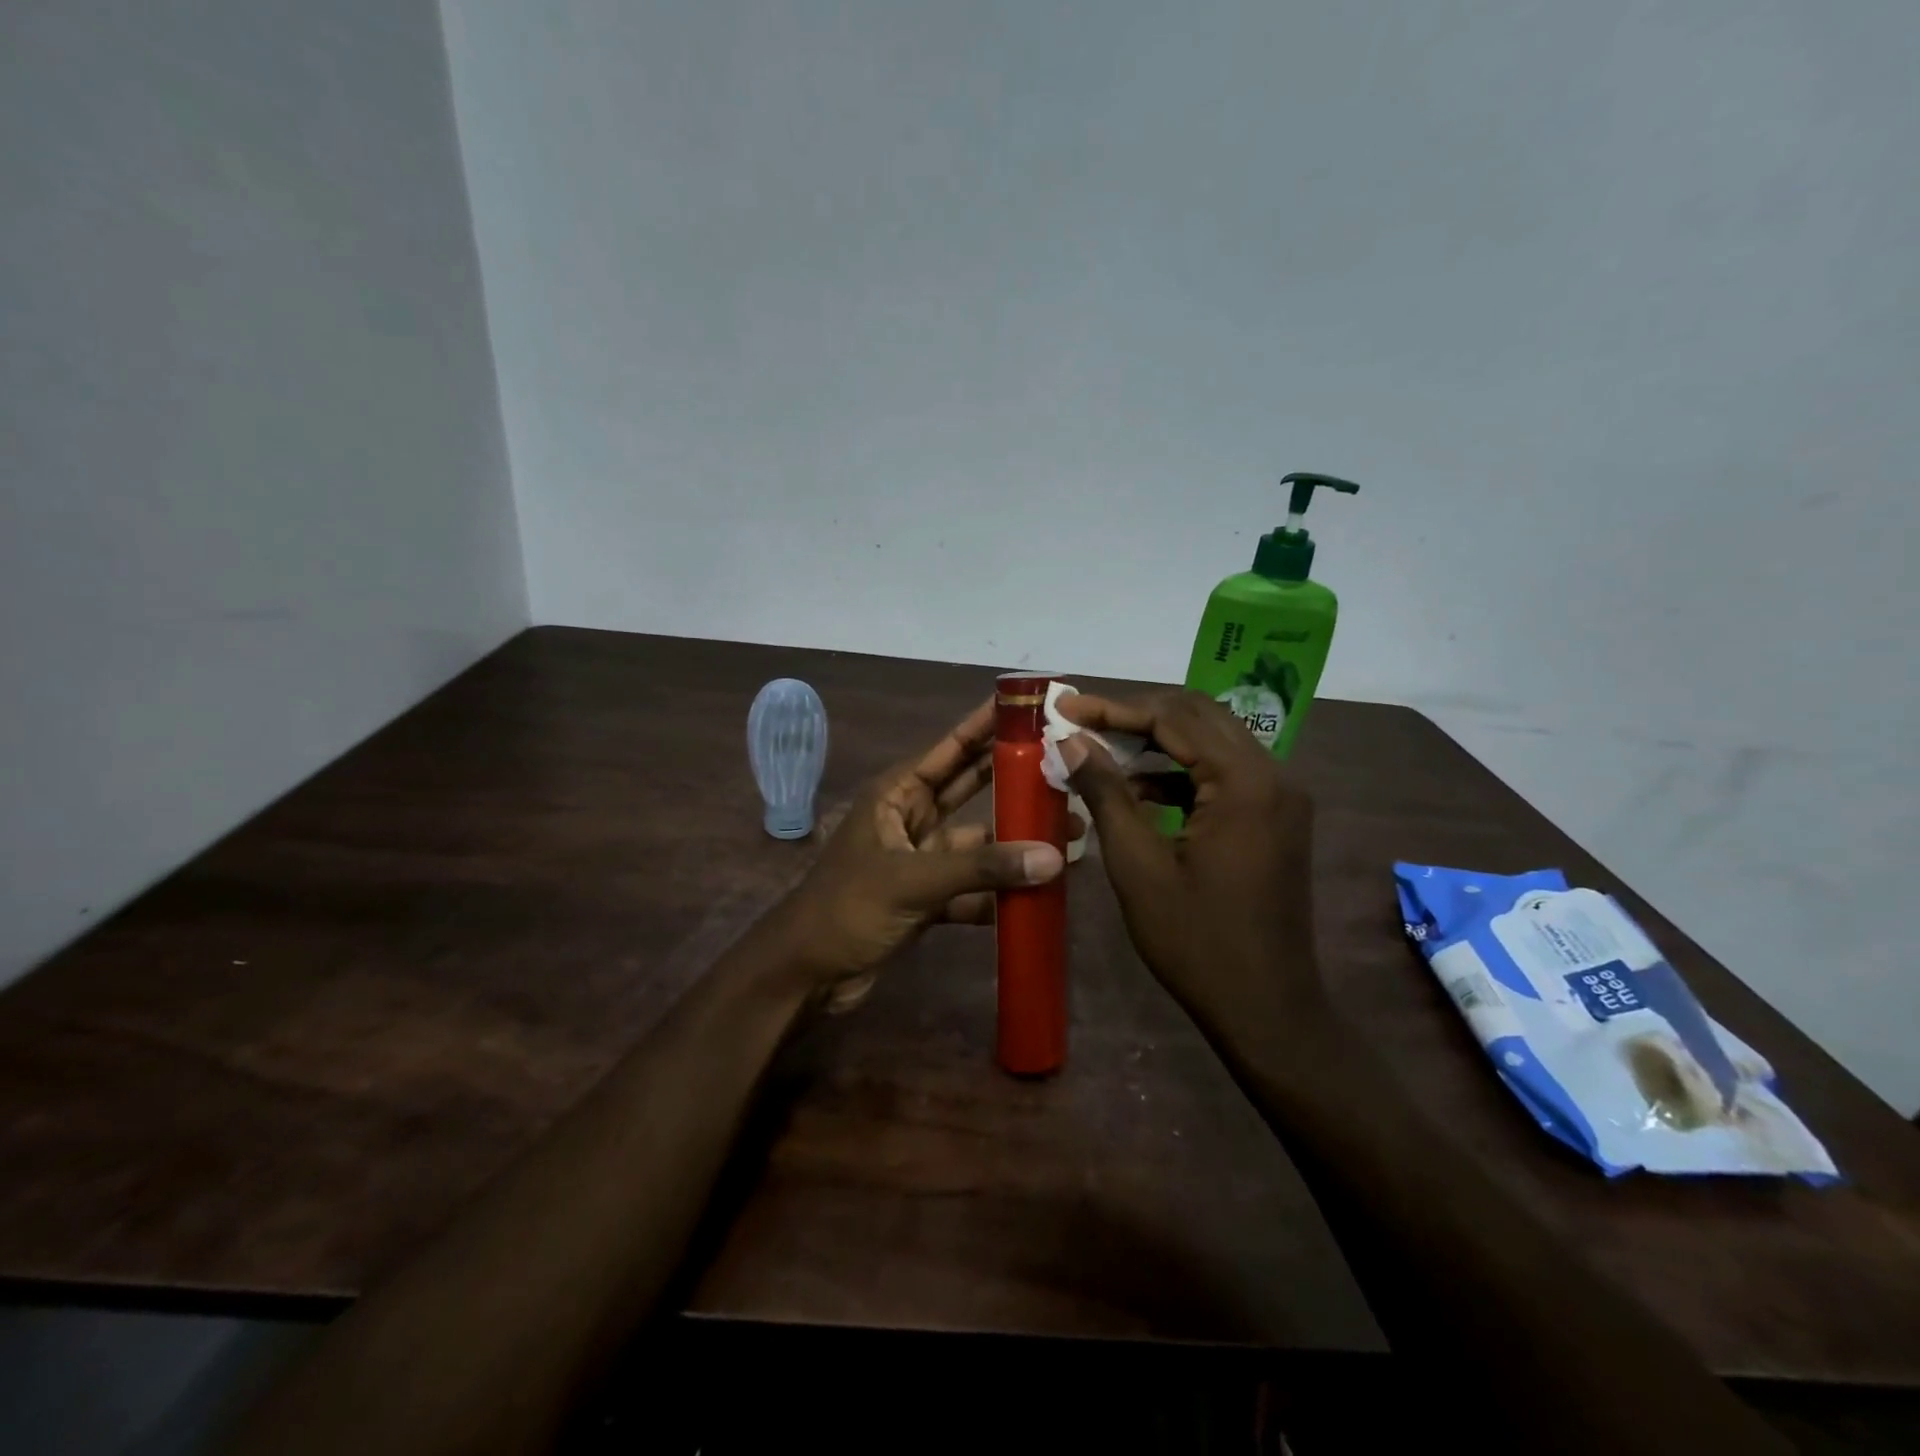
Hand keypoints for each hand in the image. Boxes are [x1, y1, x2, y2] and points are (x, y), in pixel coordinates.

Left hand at [777, 698, 1065, 1011]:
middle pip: (971, 787)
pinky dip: (1000, 892)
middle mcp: (911, 818)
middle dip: (1015, 779)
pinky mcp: (928, 898)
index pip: (952, 748)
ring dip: (1015, 842)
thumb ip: (982, 869)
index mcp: (897, 794)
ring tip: (1070, 837)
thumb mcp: (913, 881)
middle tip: (1066, 768)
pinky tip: (1039, 895)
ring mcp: (921, 859)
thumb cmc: (848, 908)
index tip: (1031, 707)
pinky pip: (973, 886)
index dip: (989, 725)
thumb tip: (1054, 857)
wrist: (806, 974)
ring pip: (978, 842)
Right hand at [1055, 690, 1326, 1035]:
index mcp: (1245, 781)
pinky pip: (1224, 774)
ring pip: (1212, 741)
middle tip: (1081, 721)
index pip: (1173, 718)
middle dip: (1136, 715)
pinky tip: (1139, 791)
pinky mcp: (1276, 817)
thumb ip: (1105, 792)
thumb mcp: (1137, 864)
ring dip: (1158, 742)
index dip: (1113, 708)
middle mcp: (1273, 774)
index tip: (1065, 705)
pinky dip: (1181, 773)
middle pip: (1198, 716)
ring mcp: (1281, 796)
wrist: (1267, 1009)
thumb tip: (1071, 740)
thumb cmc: (1195, 940)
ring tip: (1101, 752)